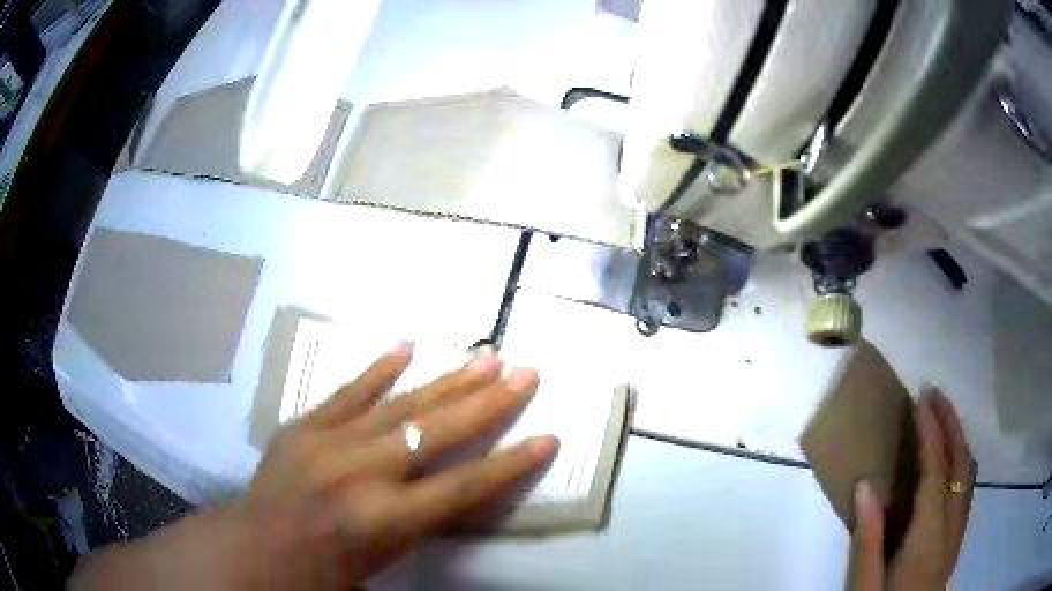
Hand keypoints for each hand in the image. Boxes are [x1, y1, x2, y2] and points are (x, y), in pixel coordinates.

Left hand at [71, 345, 557, 589]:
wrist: (253, 551)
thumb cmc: (322, 575)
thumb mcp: (381, 562)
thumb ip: (420, 523)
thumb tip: (457, 490)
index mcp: (382, 521)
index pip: (462, 487)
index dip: (509, 464)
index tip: (548, 437)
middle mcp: (360, 474)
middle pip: (435, 432)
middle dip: (487, 403)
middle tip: (524, 371)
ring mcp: (327, 443)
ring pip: (398, 404)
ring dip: (445, 379)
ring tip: (483, 356)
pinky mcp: (303, 427)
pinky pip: (347, 393)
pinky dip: (378, 370)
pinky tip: (405, 346)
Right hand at [849, 390, 974, 590]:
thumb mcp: (865, 585)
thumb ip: (867, 539)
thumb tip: (864, 485)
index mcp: (928, 534)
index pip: (935, 470)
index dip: (930, 433)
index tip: (921, 401)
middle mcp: (951, 523)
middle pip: (960, 463)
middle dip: (951, 424)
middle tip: (935, 394)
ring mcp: (957, 530)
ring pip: (968, 472)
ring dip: (958, 439)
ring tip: (944, 418)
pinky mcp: (956, 537)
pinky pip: (966, 487)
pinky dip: (961, 461)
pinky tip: (952, 460)